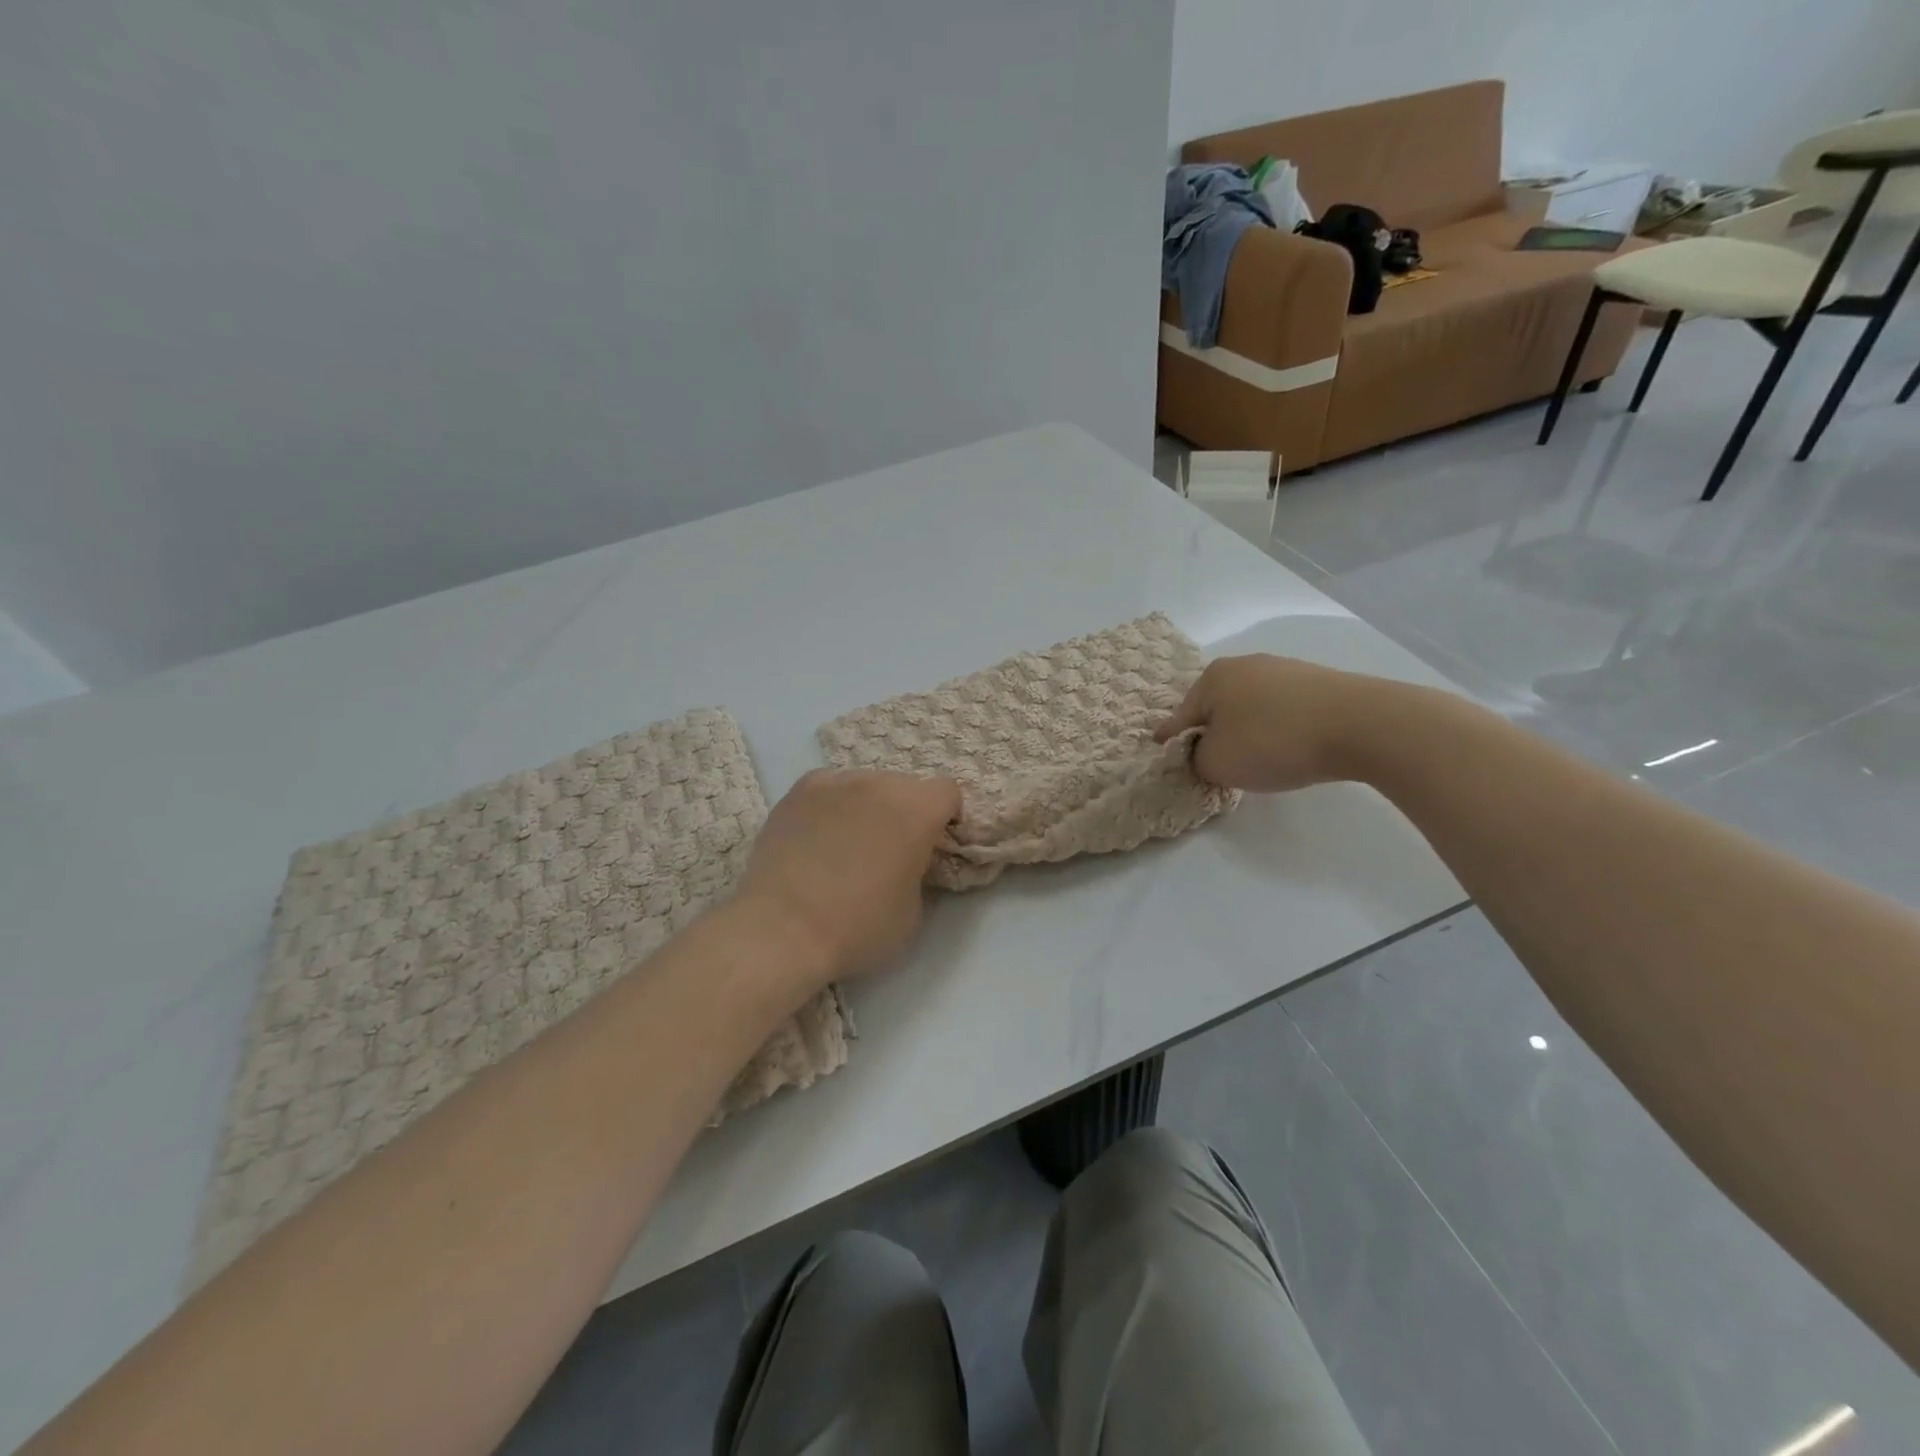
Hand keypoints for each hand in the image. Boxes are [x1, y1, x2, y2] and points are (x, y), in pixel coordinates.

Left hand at [735, 769, 961, 982]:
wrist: (781, 929)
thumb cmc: (858, 926)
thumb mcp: (913, 912)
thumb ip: (919, 873)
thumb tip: (907, 864)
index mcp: (917, 809)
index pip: (947, 792)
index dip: (946, 818)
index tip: (933, 846)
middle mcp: (879, 783)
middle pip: (904, 786)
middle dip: (905, 812)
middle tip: (890, 850)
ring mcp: (835, 782)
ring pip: (865, 786)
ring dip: (867, 807)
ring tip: (848, 845)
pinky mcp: (798, 792)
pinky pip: (828, 790)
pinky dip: (831, 807)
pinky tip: (818, 838)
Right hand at [1153, 654, 1385, 791]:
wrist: (1360, 724)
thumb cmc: (1272, 741)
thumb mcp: (1217, 763)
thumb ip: (1197, 760)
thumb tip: (1205, 753)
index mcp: (1213, 678)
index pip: (1181, 715)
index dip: (1170, 737)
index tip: (1160, 747)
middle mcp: (1244, 664)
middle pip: (1216, 706)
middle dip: (1211, 731)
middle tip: (1211, 759)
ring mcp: (1284, 669)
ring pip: (1250, 706)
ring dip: (1246, 729)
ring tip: (1255, 757)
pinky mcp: (1318, 682)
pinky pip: (1282, 709)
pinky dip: (1276, 727)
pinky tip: (1287, 746)